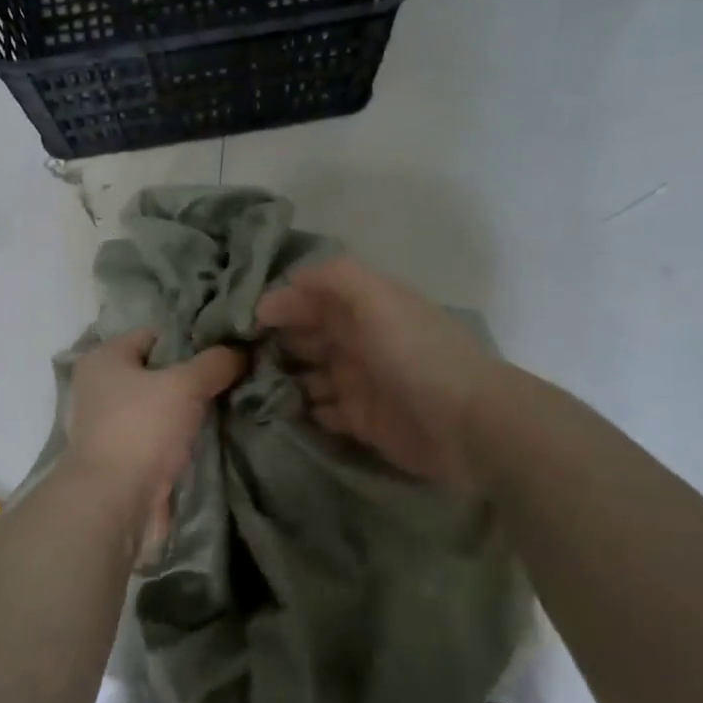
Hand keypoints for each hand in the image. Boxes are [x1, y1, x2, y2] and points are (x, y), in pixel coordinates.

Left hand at [64, 328, 245, 555]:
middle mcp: (103, 387)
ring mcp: (113, 425)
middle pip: (161, 371)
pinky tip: (217, 433)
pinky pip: (163, 436)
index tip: (229, 347)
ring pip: (164, 406)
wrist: (114, 504)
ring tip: (235, 403)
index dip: (192, 339)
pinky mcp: (126, 457)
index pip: (156, 334)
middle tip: (237, 376)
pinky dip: (185, 436)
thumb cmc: (142, 429)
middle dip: (197, 376)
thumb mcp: (185, 385)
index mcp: (105, 358)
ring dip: (193, 409)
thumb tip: (243, 351)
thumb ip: (216, 363)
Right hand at [257, 256, 501, 493]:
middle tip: (234, 357)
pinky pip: (321, 412)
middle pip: (306, 335)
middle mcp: (359, 340)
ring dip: (282, 378)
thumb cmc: (415, 354)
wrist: (467, 424)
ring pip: (308, 375)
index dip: (279, 304)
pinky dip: (302, 410)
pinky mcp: (362, 421)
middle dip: (273, 342)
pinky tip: (276, 411)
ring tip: (247, 387)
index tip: (242, 322)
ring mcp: (360, 382)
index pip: (311, 298)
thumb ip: (333, 278)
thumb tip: (283, 286)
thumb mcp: (376, 298)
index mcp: (363, 308)